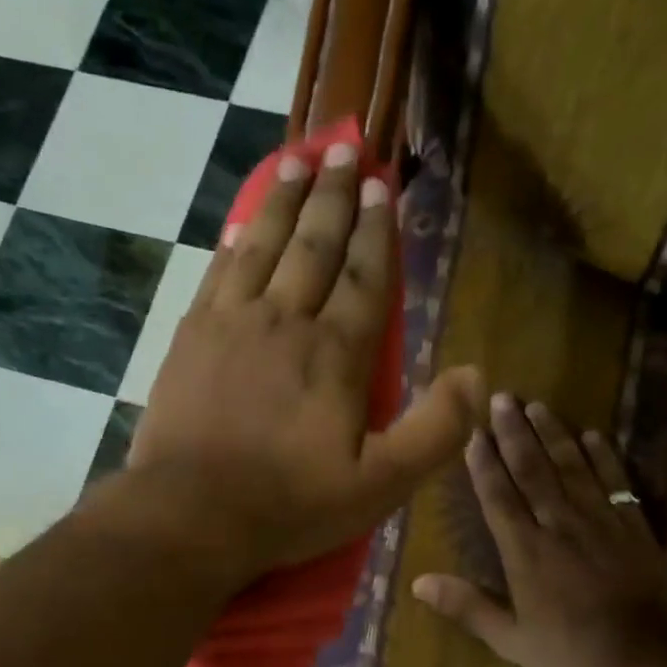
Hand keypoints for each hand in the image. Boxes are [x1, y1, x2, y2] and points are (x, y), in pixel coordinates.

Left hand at [128, 143, 482, 581]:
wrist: (190, 515)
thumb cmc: (288, 505)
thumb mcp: (380, 486)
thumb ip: (435, 431)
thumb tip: (477, 375)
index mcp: (335, 354)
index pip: (362, 277)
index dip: (375, 232)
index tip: (379, 187)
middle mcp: (284, 322)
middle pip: (313, 246)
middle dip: (332, 197)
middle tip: (342, 151)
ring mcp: (230, 325)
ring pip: (263, 247)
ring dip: (282, 201)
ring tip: (295, 160)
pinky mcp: (189, 340)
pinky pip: (217, 275)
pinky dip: (234, 244)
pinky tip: (241, 225)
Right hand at [412, 395, 666, 666]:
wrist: (650, 654)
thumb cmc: (573, 649)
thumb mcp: (511, 640)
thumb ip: (467, 608)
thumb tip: (418, 583)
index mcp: (526, 551)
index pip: (499, 497)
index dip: (485, 464)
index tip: (474, 434)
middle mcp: (558, 524)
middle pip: (532, 470)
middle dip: (514, 433)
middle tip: (502, 398)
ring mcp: (599, 519)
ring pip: (571, 466)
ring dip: (552, 434)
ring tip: (537, 406)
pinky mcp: (633, 523)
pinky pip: (615, 479)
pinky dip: (602, 455)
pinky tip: (591, 434)